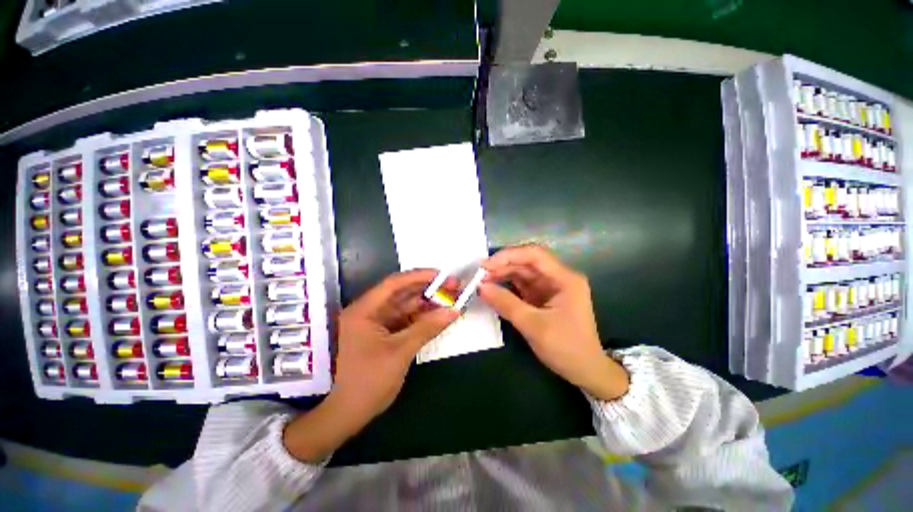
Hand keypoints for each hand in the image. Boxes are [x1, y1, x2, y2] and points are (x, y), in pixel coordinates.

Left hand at [284, 270, 458, 462]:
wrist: (346, 414)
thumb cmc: (368, 382)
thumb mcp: (401, 352)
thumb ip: (428, 328)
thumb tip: (454, 310)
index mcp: (365, 310)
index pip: (395, 283)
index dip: (420, 276)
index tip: (443, 276)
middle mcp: (370, 311)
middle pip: (403, 293)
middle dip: (428, 289)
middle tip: (453, 287)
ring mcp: (377, 323)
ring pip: (406, 306)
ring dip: (428, 303)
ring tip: (451, 300)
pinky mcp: (384, 334)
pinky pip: (406, 319)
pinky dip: (423, 318)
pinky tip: (439, 316)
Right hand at [479, 244, 628, 400]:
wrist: (585, 371)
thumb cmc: (565, 348)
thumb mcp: (533, 325)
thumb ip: (506, 304)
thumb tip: (481, 287)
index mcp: (565, 279)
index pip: (534, 255)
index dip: (509, 255)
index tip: (486, 265)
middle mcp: (558, 278)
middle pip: (527, 263)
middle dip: (502, 267)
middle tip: (479, 275)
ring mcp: (550, 287)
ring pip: (523, 273)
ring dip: (502, 276)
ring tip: (482, 282)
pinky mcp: (543, 297)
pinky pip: (522, 286)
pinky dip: (507, 287)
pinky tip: (493, 289)